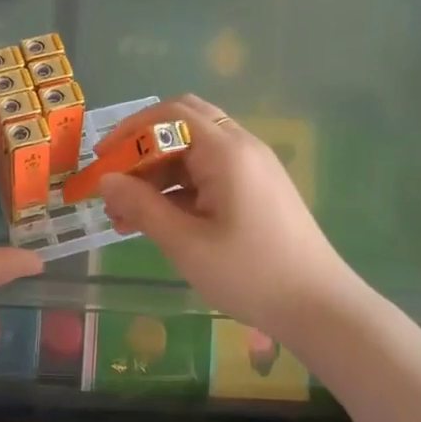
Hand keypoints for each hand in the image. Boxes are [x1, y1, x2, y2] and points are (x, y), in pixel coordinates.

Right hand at [98, 95, 361, 339]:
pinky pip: (211, 172)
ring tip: (126, 216)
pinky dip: (181, 188)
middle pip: (183, 124)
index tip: (100, 160)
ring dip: (159, 173)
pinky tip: (160, 221)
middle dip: (143, 149)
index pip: (170, 114)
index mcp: (227, 151)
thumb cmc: (250, 274)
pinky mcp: (258, 189)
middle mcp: (242, 147)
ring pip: (195, 151)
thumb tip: (106, 180)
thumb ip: (142, 207)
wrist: (320, 307)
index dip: (130, 131)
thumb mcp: (186, 244)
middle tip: (114, 181)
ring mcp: (254, 167)